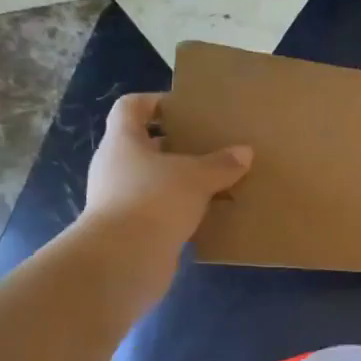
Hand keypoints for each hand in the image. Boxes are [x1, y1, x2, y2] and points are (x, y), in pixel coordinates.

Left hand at [82, 93, 251, 258]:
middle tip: (207, 146)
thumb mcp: (196, 177)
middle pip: (143, 145)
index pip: (131, 107)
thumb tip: (245, 152)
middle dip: (174, 145)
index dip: (154, 101)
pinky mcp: (128, 229)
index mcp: (123, 140)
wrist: (124, 259)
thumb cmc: (155, 200)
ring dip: (177, 181)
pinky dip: (177, 210)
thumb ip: (221, 164)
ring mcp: (118, 199)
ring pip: (151, 180)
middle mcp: (114, 166)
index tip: (183, 108)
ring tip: (212, 182)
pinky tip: (204, 215)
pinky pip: (156, 210)